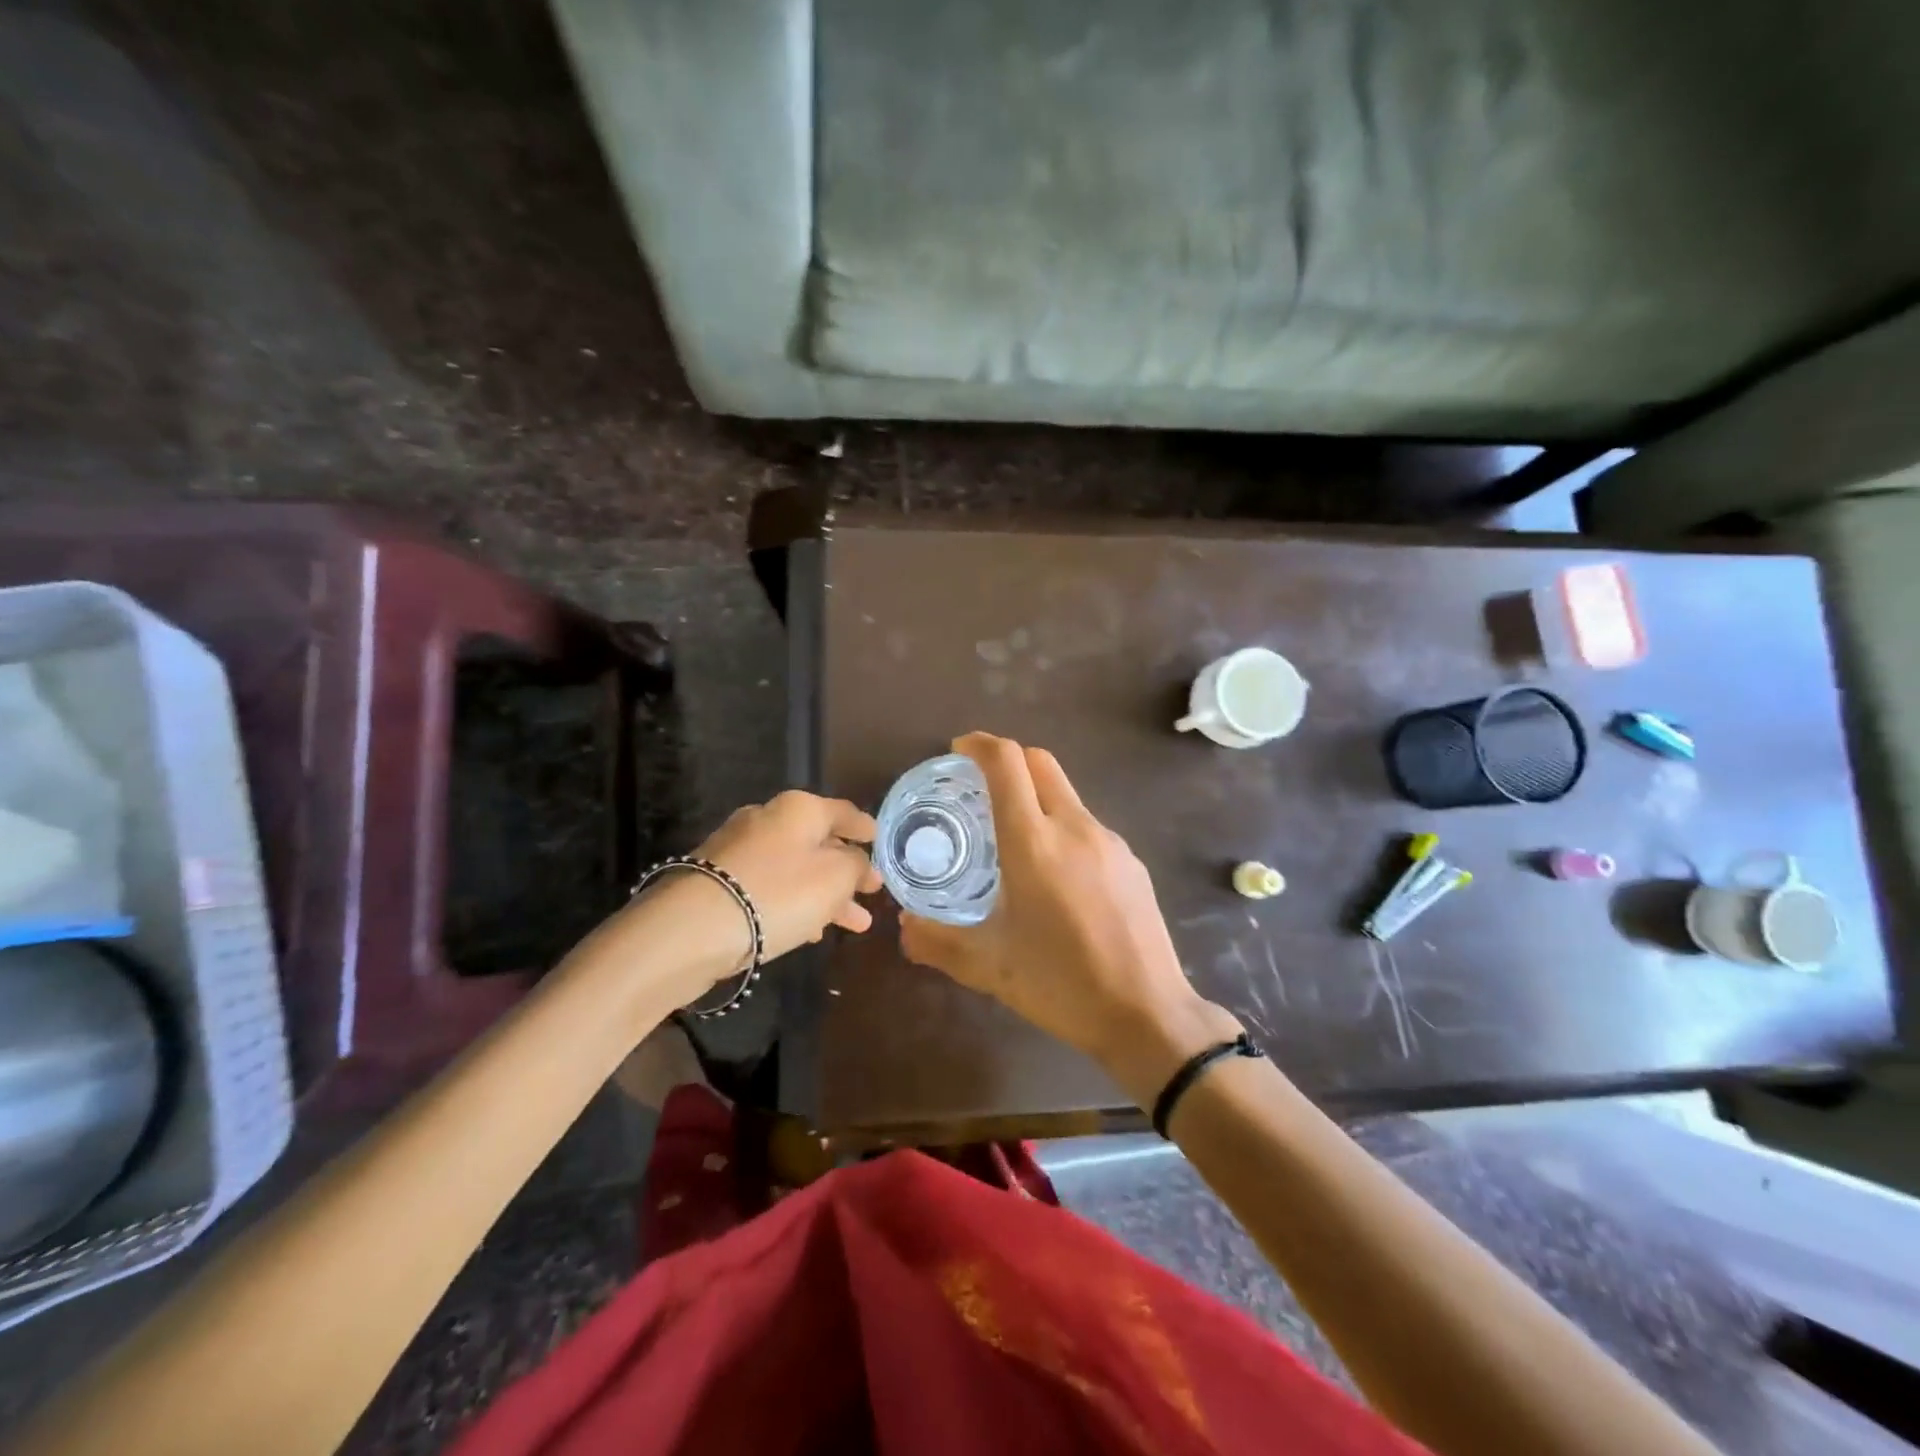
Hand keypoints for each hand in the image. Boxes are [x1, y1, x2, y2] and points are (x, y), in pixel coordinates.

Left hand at [692, 790, 882, 962]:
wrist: (692, 928)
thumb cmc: (778, 893)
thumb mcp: (835, 878)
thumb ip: (856, 866)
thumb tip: (859, 862)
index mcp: (799, 808)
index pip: (843, 812)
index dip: (865, 828)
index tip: (880, 840)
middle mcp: (767, 819)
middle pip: (818, 842)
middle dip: (847, 870)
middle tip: (870, 893)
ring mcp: (738, 849)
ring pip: (795, 869)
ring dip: (825, 894)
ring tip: (852, 925)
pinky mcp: (718, 880)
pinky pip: (770, 887)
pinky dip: (794, 903)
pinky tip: (808, 930)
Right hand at [899, 733, 1240, 1100]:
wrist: (1148, 1014)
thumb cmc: (1061, 985)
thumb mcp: (989, 967)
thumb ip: (938, 941)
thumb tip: (905, 926)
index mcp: (1033, 843)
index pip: (1006, 763)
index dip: (979, 745)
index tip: (958, 752)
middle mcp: (1074, 827)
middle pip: (1039, 762)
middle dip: (1007, 760)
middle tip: (979, 787)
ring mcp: (1109, 841)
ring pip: (1065, 792)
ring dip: (1035, 795)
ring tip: (1013, 837)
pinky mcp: (1131, 861)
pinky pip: (1087, 824)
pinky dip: (1061, 825)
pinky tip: (1055, 874)